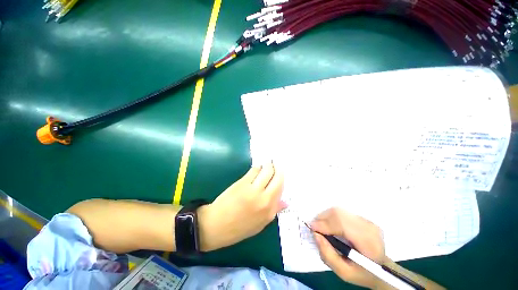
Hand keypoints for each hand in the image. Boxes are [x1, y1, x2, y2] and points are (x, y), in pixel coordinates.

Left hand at [198, 163, 285, 250]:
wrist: (216, 225)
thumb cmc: (238, 227)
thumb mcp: (260, 224)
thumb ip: (274, 210)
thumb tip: (286, 201)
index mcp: (270, 210)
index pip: (281, 188)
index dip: (281, 177)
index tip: (280, 172)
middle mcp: (264, 199)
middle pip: (276, 177)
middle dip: (277, 168)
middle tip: (275, 164)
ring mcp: (253, 190)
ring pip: (266, 171)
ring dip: (267, 165)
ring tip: (267, 163)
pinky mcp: (243, 183)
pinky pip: (254, 170)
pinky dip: (257, 167)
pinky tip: (257, 168)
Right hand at [311, 208, 386, 288]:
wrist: (383, 270)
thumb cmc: (362, 274)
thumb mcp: (344, 273)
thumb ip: (328, 255)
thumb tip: (316, 235)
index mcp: (368, 243)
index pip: (342, 225)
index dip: (325, 224)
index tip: (312, 228)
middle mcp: (369, 227)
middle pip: (339, 214)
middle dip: (322, 218)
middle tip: (315, 227)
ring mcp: (367, 221)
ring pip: (339, 211)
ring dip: (326, 216)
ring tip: (321, 227)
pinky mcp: (363, 218)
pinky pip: (342, 212)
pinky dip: (332, 217)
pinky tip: (331, 226)